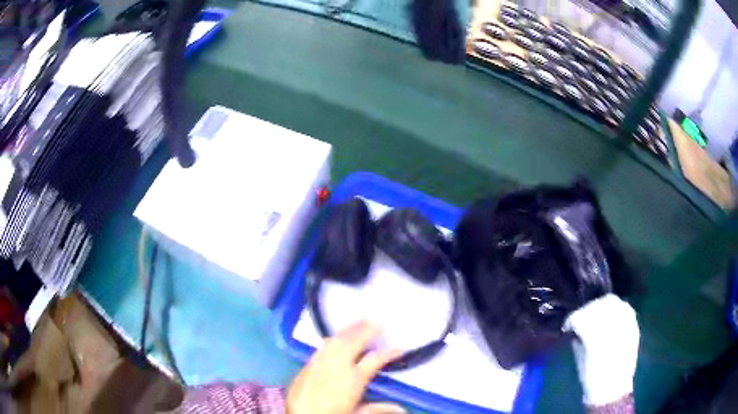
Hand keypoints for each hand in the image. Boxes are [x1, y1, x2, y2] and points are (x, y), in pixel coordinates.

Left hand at [287, 320, 405, 413]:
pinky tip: (332, 339)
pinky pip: (320, 348)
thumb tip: (402, 409)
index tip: (400, 349)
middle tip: (375, 320)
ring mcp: (319, 364)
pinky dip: (330, 340)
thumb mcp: (357, 413)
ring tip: (357, 323)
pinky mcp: (305, 367)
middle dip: (364, 330)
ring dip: (347, 331)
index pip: (375, 360)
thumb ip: (378, 408)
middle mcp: (336, 366)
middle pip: (352, 342)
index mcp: (352, 379)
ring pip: (335, 341)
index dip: (389, 353)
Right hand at [564, 294, 639, 406]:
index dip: (573, 319)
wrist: (613, 389)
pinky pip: (625, 308)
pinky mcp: (634, 326)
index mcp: (595, 341)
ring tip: (595, 316)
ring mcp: (626, 326)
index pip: (582, 317)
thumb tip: (575, 328)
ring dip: (601, 306)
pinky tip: (610, 316)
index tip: (567, 326)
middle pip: (598, 305)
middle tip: (580, 319)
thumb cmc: (592, 379)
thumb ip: (578, 340)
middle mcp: (613, 330)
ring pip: (613, 302)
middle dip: (586, 310)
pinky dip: (616, 308)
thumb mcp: (580, 361)